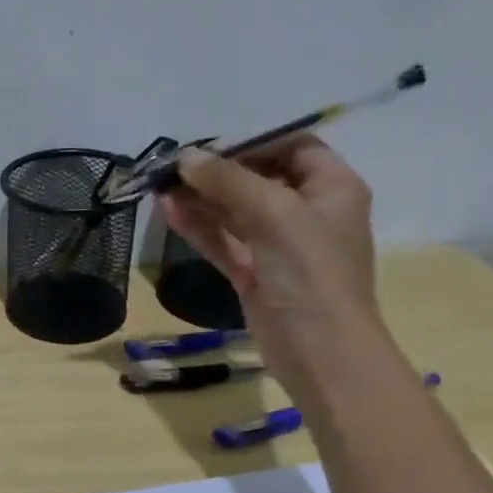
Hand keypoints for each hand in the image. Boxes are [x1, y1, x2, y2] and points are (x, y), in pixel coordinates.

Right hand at [160, 139, 393, 401]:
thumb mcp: (274, 214)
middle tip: (173, 167)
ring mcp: (279, 245)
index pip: (293, 147)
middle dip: (216, 172)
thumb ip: (228, 181)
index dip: (252, 142)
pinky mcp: (255, 273)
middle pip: (258, 178)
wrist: (320, 351)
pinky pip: (224, 241)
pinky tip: (170, 213)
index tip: (208, 147)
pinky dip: (199, 227)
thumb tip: (186, 158)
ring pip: (235, 212)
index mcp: (332, 187)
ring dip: (201, 199)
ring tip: (161, 187)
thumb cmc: (310, 272)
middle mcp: (307, 211)